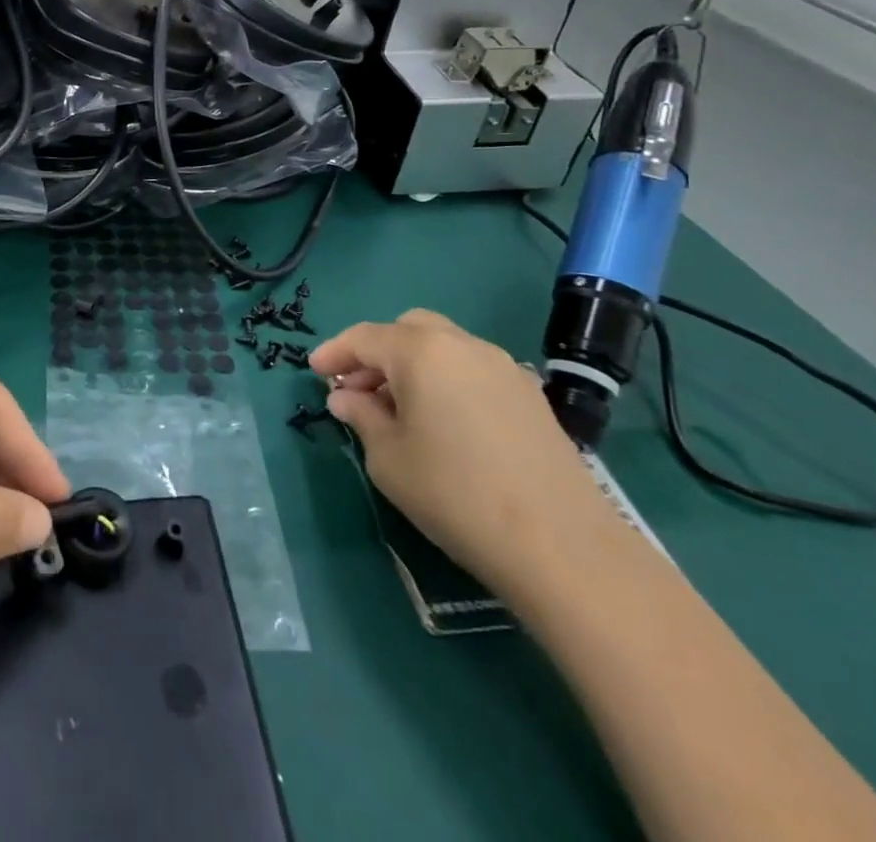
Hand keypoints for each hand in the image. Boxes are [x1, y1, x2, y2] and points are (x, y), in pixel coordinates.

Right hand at [311, 310, 626, 600]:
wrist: (561, 545)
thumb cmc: (455, 494)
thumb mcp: (388, 458)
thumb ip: (362, 417)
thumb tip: (346, 398)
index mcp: (421, 351)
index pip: (364, 337)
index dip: (334, 353)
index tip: (313, 372)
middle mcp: (463, 345)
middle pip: (407, 329)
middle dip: (377, 352)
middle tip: (358, 389)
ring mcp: (503, 367)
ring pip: (444, 347)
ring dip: (412, 366)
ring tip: (398, 409)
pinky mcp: (531, 396)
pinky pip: (473, 370)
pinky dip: (446, 380)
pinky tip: (443, 423)